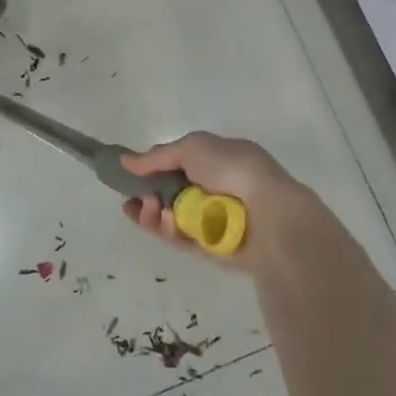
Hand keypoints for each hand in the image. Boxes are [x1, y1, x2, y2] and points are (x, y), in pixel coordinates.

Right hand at [120, 131, 334, 274]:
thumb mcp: (191, 147)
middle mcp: (215, 189)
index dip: (152, 171)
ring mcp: (213, 220)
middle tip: (137, 199)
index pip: (178, 165)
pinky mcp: (211, 247)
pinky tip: (163, 223)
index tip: (131, 176)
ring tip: (149, 211)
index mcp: (218, 162)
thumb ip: (155, 156)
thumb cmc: (233, 170)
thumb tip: (125, 162)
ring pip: (171, 219)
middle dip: (147, 196)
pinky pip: (181, 239)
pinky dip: (168, 231)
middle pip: (169, 194)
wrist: (270, 214)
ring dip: (153, 214)